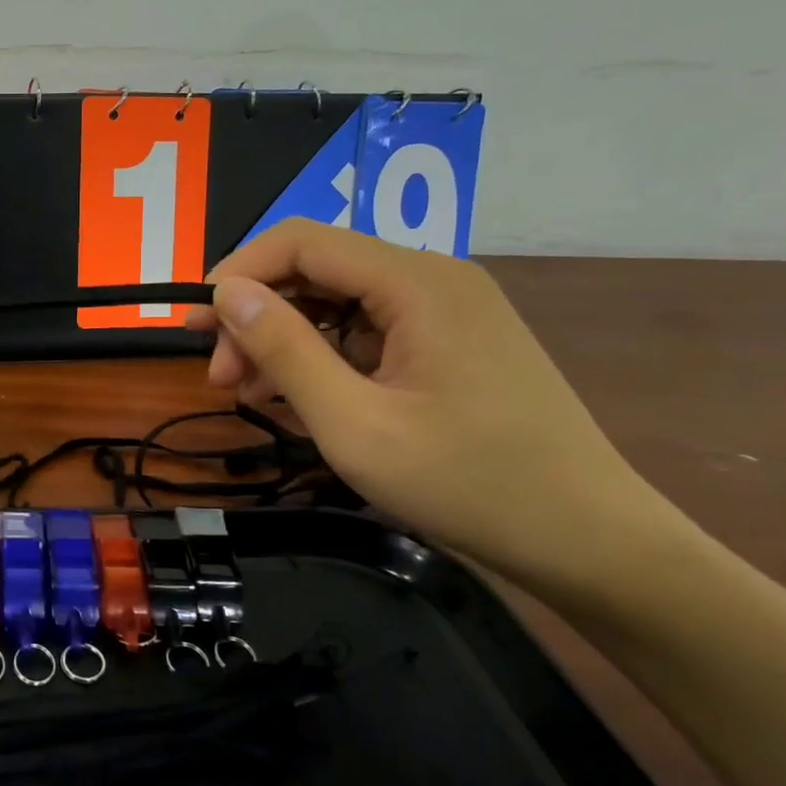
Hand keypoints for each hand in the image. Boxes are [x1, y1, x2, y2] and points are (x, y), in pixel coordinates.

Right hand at [186, 219, 653, 585]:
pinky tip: (297, 398)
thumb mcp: (354, 422)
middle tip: (220, 378)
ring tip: (249, 394)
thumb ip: (284, 350)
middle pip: (317, 269)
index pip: (301, 241)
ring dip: (284, 340)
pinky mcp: (450, 342)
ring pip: (337, 301)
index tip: (196, 327)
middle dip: (257, 315)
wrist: (590, 543)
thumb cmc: (468, 484)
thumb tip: (225, 293)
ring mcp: (446, 310)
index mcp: (417, 282)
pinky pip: (366, 330)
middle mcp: (433, 278)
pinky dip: (322, 357)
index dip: (237, 272)